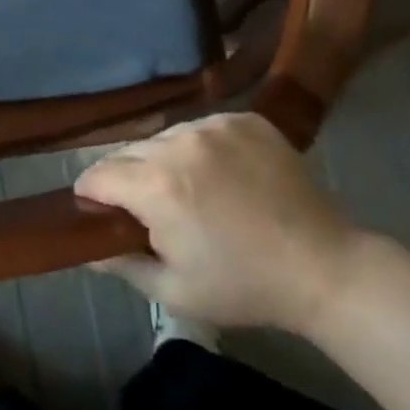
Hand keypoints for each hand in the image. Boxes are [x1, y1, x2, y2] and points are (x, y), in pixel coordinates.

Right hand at [74, 114, 360, 335]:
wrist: (324, 267)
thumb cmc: (244, 286)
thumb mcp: (172, 290)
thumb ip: (120, 263)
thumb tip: (84, 247)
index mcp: (157, 185)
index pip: (98, 174)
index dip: (91, 196)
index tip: (99, 213)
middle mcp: (180, 142)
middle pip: (129, 152)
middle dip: (128, 180)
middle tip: (150, 211)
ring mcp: (215, 125)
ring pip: (165, 137)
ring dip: (165, 160)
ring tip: (191, 191)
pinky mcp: (245, 119)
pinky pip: (202, 128)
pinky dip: (201, 148)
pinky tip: (222, 176)